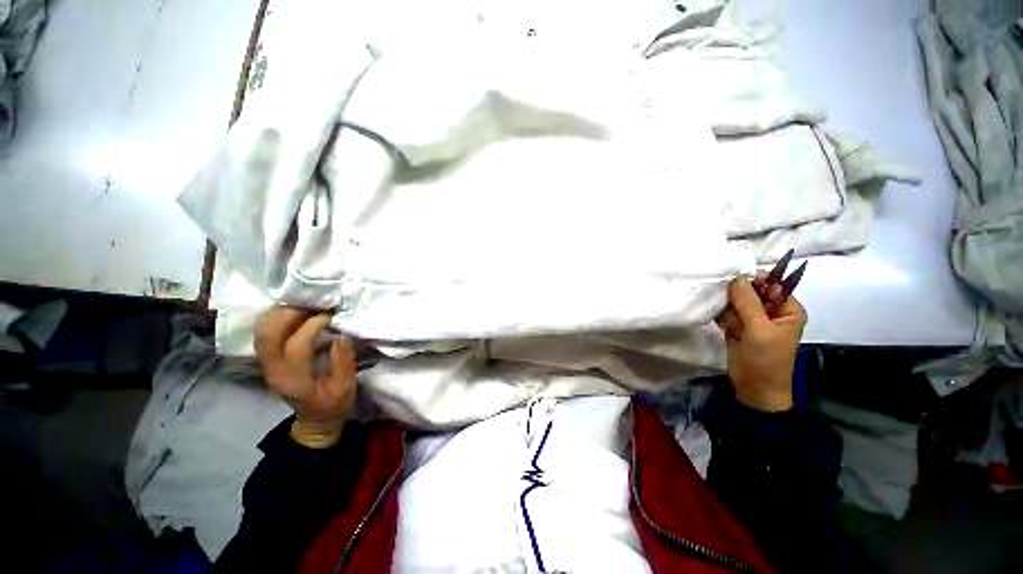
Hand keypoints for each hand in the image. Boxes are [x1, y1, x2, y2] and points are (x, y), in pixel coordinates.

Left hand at [254, 306, 356, 447]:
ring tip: (305, 303)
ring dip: (281, 313)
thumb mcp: (345, 387)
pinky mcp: (270, 360)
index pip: (296, 346)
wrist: (315, 421)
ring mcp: (268, 365)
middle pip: (268, 335)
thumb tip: (341, 333)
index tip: (332, 315)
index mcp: (295, 380)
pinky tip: (296, 312)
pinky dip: (278, 318)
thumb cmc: (333, 405)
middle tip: (314, 302)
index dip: (313, 326)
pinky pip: (266, 333)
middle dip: (290, 313)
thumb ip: (343, 360)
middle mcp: (274, 370)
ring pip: (262, 331)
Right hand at [715, 273, 806, 411]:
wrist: (754, 388)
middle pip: (750, 291)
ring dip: (729, 311)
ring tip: (732, 327)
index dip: (754, 281)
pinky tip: (726, 329)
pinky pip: (726, 313)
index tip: (735, 281)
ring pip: (734, 302)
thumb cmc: (766, 360)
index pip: (771, 284)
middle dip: (737, 299)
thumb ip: (748, 303)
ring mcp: (753, 319)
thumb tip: (737, 277)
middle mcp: (771, 311)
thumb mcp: (759, 330)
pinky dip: (723, 318)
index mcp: (787, 309)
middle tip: (734, 313)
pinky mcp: (737, 327)